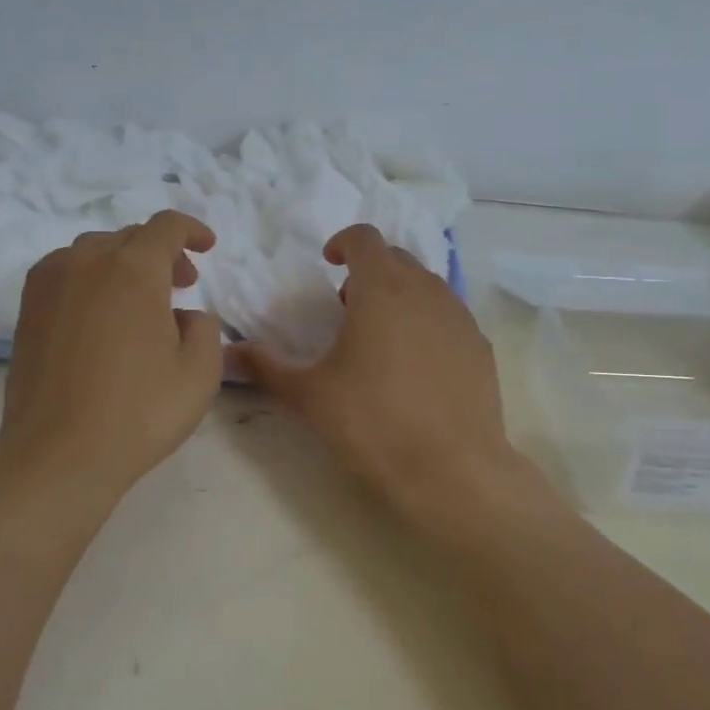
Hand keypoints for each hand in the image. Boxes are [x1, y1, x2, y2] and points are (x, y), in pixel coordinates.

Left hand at [0, 211, 224, 511]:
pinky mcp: (27, 308)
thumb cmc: (138, 412)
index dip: (192, 230)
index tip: (207, 247)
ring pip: (94, 251)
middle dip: (162, 253)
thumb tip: (182, 315)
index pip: (166, 227)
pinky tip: (99, 312)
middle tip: (182, 284)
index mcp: (133, 268)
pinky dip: (90, 276)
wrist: (57, 454)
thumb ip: (204, 327)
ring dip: (124, 263)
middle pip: (130, 237)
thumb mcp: (200, 372)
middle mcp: (87, 261)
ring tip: (139, 300)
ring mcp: (50, 283)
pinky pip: (65, 271)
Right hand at [237, 225, 522, 538]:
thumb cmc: (372, 422)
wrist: (452, 471)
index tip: (328, 264)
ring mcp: (459, 317)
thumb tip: (230, 353)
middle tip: (347, 306)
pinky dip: (427, 321)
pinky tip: (416, 365)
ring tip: (380, 336)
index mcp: (382, 289)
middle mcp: (426, 291)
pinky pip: (449, 316)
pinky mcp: (480, 346)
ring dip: (400, 294)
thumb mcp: (309, 395)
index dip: (343, 243)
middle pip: (396, 258)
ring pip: (426, 285)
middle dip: (369, 270)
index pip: (364, 238)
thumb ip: (266, 367)